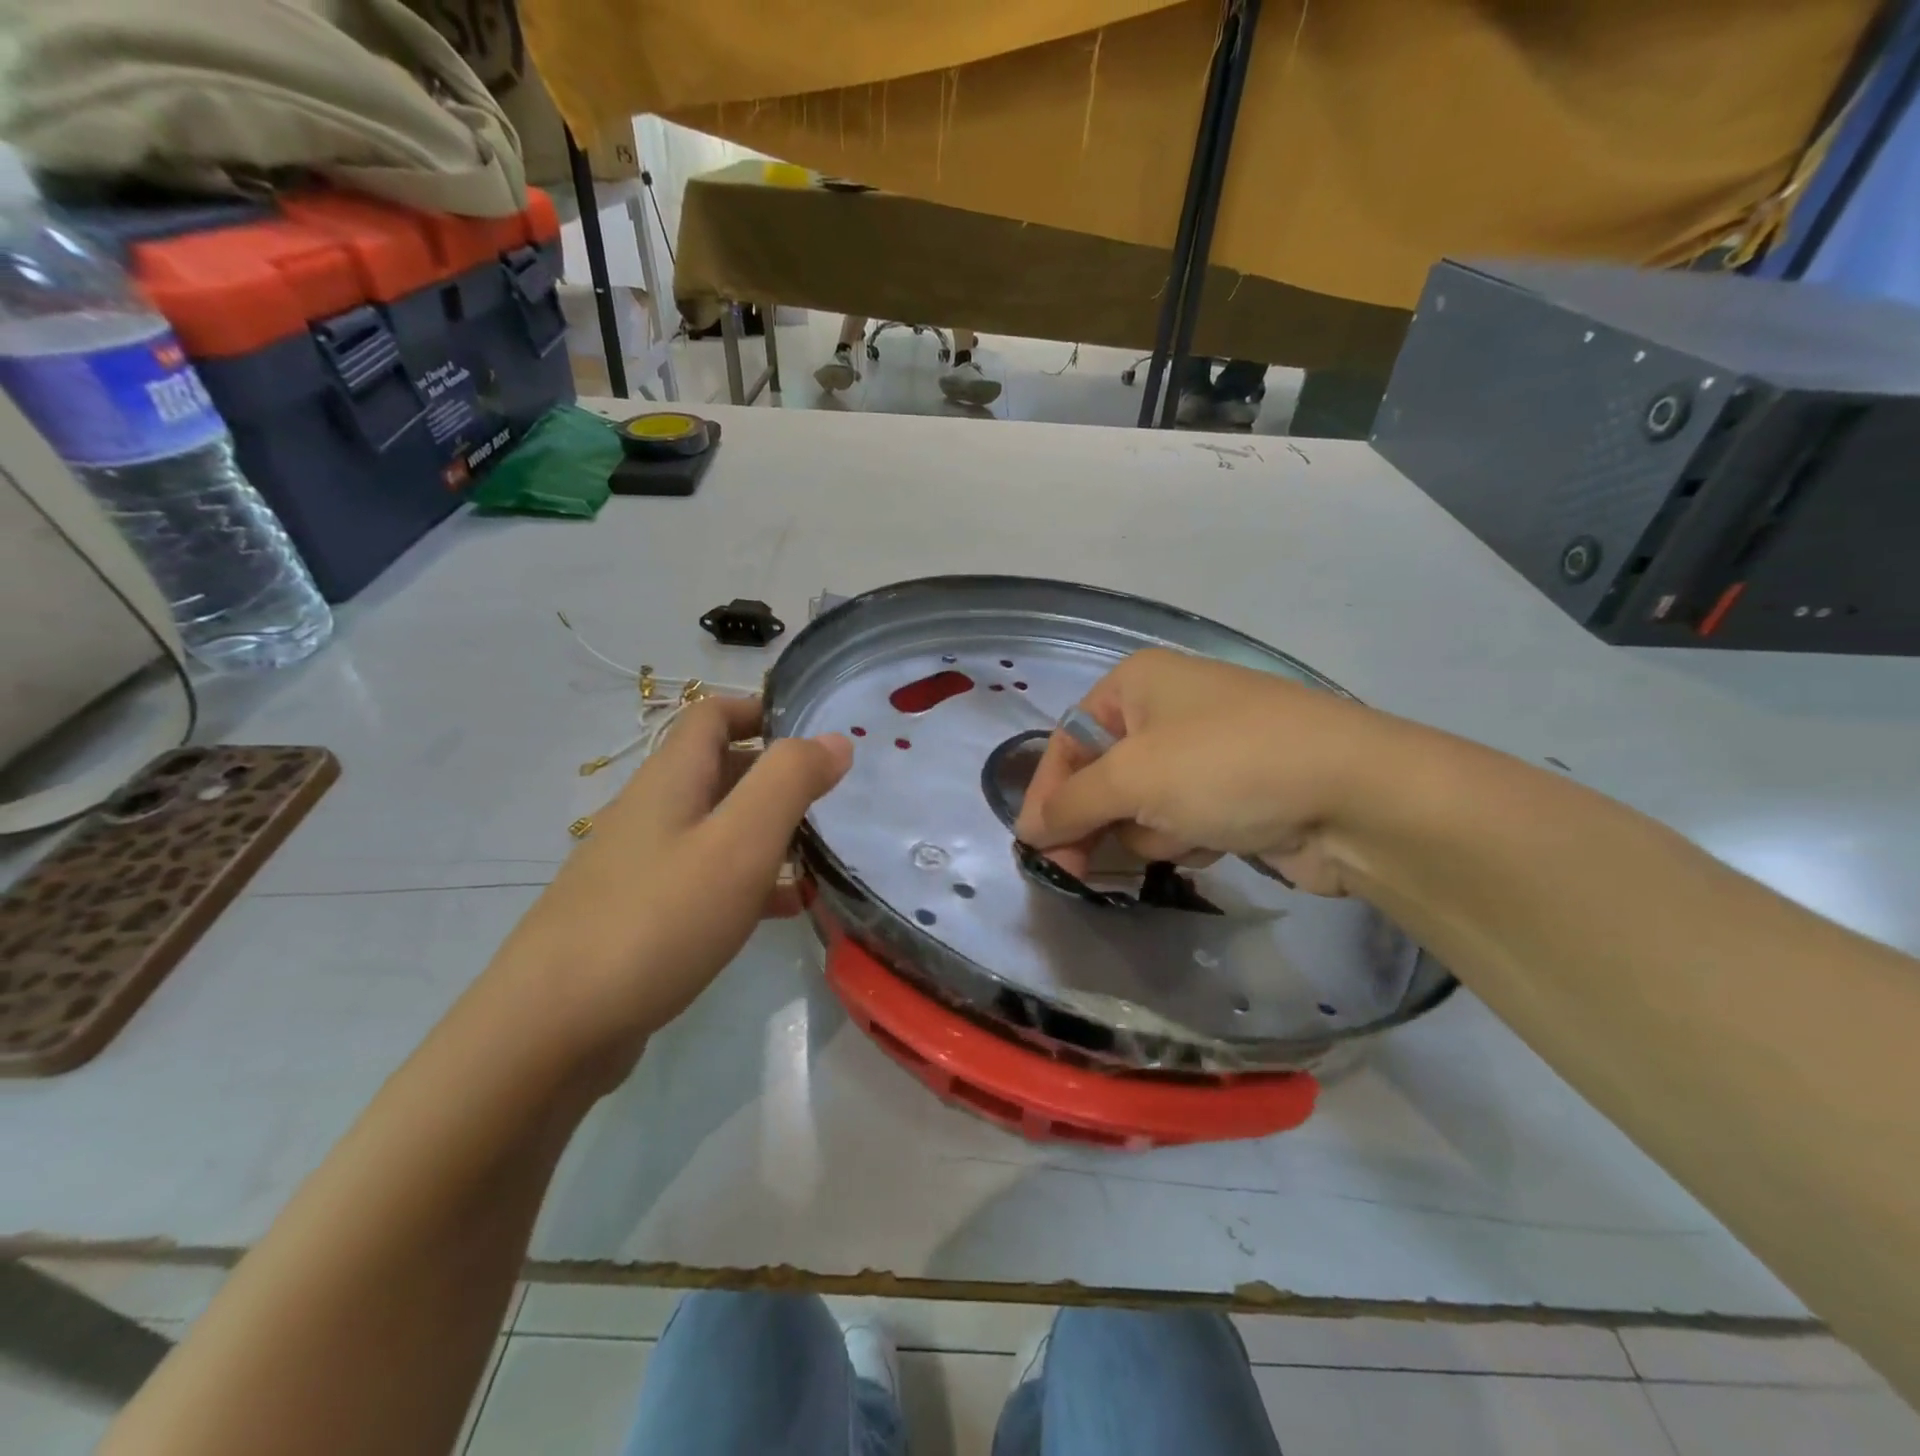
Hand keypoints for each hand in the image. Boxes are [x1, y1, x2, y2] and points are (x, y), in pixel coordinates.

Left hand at [496, 696, 850, 1068]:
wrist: (551, 1030)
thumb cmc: (658, 920)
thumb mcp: (738, 843)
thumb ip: (789, 782)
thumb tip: (833, 740)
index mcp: (670, 780)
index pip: (713, 715)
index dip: (762, 708)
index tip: (816, 731)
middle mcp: (651, 813)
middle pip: (718, 771)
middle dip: (776, 776)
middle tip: (833, 799)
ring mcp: (640, 867)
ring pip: (716, 829)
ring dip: (768, 832)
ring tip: (823, 855)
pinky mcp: (639, 917)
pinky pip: (705, 880)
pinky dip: (749, 882)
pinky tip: (786, 910)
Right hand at [1013, 648, 1391, 894]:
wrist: (1356, 795)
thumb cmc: (1225, 766)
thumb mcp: (1132, 779)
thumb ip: (1070, 804)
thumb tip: (1030, 829)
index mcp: (1137, 684)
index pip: (1068, 740)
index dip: (1048, 794)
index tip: (1036, 846)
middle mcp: (1167, 709)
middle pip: (1102, 776)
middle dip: (1099, 820)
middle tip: (1078, 870)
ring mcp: (1205, 751)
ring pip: (1141, 807)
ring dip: (1151, 832)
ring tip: (1185, 835)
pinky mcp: (1235, 792)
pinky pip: (1182, 821)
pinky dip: (1187, 838)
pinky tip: (1215, 842)